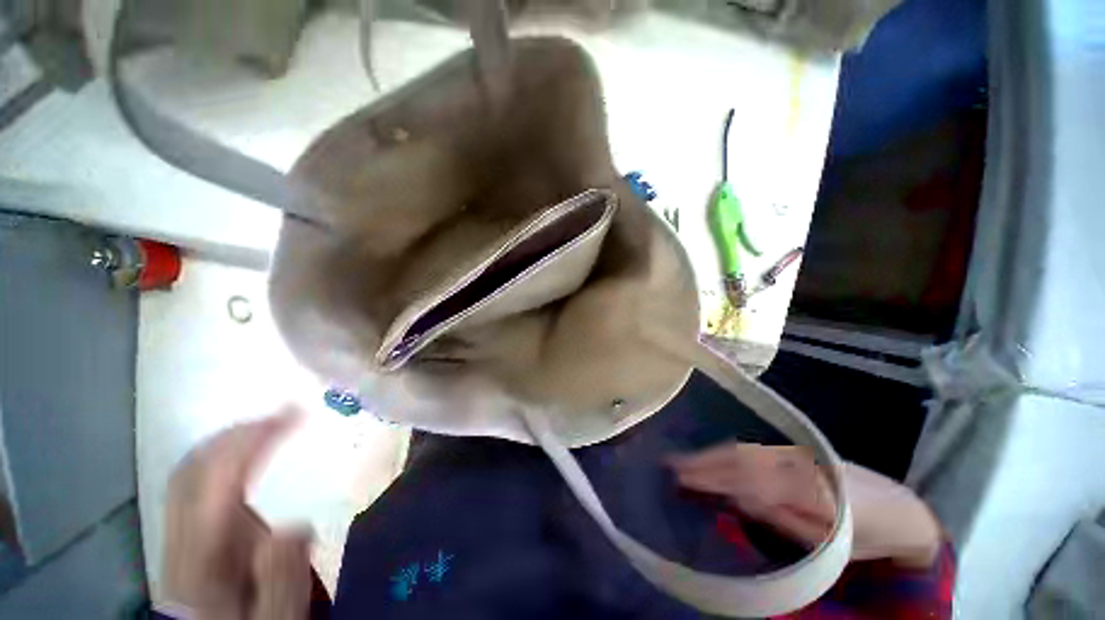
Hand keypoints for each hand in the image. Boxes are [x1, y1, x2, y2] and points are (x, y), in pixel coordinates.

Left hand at [163, 410, 311, 618]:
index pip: (217, 479)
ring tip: (271, 424)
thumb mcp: (275, 617)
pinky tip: (248, 453)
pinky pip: (194, 481)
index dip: (253, 437)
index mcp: (202, 555)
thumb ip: (282, 576)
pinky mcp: (185, 533)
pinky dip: (222, 456)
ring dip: (230, 439)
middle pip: (194, 467)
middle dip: (239, 430)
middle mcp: (182, 536)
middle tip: (285, 412)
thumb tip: (293, 524)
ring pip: (190, 470)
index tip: (296, 413)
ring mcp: (178, 532)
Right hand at [670, 443, 940, 568]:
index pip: (744, 474)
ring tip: (684, 461)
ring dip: (711, 455)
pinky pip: (752, 452)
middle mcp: (791, 460)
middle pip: (738, 456)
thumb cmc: (865, 535)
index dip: (711, 474)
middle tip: (671, 465)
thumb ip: (785, 518)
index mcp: (803, 482)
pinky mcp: (792, 455)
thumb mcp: (830, 540)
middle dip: (703, 460)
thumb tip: (739, 499)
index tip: (681, 476)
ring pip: (743, 451)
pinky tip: (714, 459)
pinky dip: (728, 455)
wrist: (898, 509)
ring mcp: (792, 455)